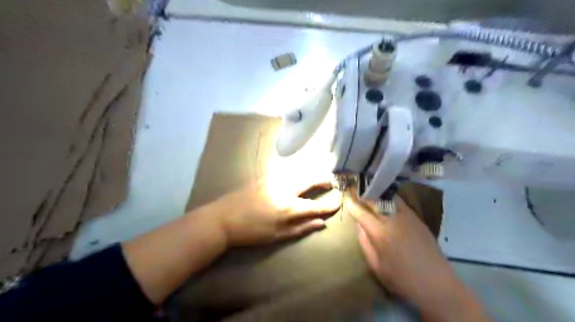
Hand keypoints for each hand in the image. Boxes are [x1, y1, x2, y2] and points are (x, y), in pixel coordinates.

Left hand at [209, 179, 338, 245]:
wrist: (223, 218)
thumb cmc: (251, 231)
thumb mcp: (277, 235)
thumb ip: (301, 228)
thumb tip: (321, 223)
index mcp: (288, 207)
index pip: (315, 205)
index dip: (329, 204)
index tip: (338, 201)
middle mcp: (284, 189)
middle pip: (309, 180)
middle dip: (323, 180)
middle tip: (330, 183)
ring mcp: (274, 180)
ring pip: (298, 172)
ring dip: (310, 174)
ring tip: (316, 179)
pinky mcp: (265, 176)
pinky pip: (286, 171)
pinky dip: (296, 172)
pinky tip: (297, 176)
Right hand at [346, 197, 489, 319]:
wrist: (436, 283)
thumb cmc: (401, 278)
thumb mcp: (376, 265)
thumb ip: (365, 242)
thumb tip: (360, 226)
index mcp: (380, 232)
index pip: (361, 212)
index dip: (352, 204)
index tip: (346, 198)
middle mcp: (393, 219)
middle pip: (375, 200)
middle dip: (363, 193)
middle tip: (356, 188)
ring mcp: (407, 217)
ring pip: (388, 197)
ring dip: (377, 192)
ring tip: (369, 189)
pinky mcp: (417, 218)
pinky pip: (399, 202)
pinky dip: (389, 197)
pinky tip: (386, 199)